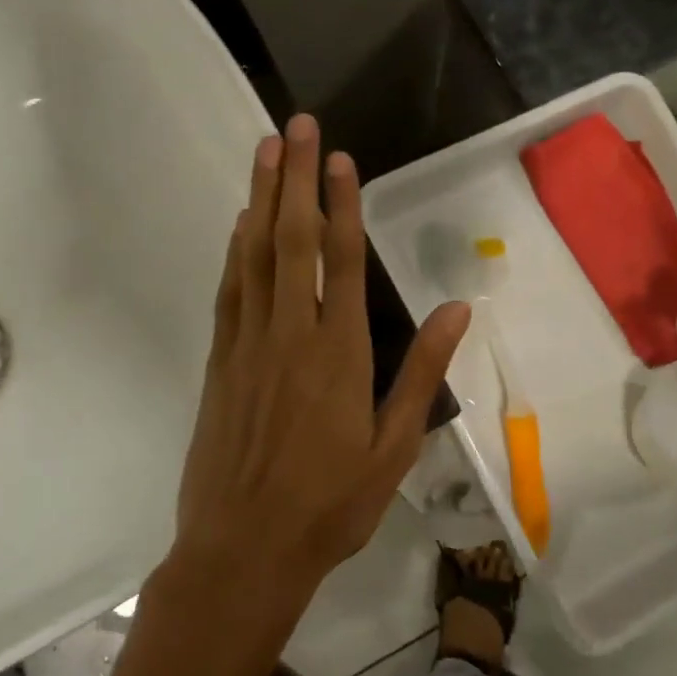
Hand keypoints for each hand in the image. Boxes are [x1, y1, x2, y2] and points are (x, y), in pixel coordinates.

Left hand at [172, 114, 470, 613]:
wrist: (243, 550)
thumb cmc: (330, 504)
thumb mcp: (395, 446)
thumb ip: (422, 372)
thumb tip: (456, 308)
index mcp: (340, 353)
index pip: (344, 261)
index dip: (342, 204)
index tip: (340, 159)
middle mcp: (291, 334)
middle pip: (292, 240)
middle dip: (294, 178)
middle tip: (295, 125)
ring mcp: (248, 344)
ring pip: (253, 254)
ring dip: (259, 198)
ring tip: (265, 150)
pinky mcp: (220, 360)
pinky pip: (231, 289)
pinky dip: (235, 248)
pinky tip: (240, 222)